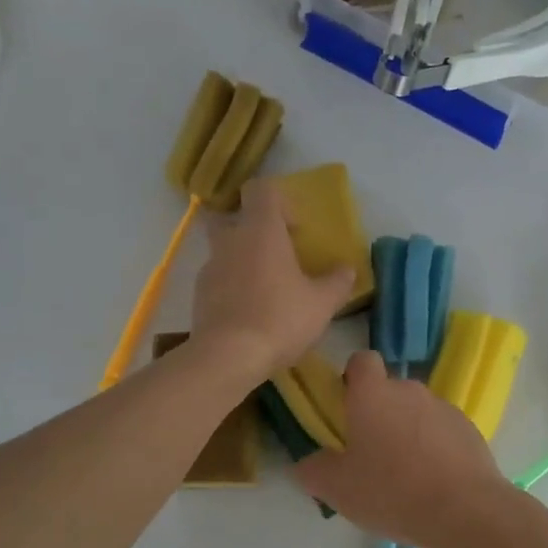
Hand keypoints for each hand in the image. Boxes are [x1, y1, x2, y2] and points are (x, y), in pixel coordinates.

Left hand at [190, 178, 352, 378]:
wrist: (228, 357)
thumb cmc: (280, 319)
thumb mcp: (322, 304)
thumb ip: (337, 282)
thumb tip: (348, 269)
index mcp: (261, 231)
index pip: (261, 190)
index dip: (281, 201)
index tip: (296, 227)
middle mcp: (230, 240)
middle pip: (236, 217)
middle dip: (256, 230)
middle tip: (278, 254)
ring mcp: (210, 267)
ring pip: (226, 250)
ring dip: (245, 260)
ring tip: (268, 289)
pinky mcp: (199, 294)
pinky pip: (219, 278)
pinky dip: (233, 286)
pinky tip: (251, 312)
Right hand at [295, 351, 512, 547]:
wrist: (465, 511)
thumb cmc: (392, 491)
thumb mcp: (336, 489)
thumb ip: (314, 469)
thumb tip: (310, 462)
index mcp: (373, 394)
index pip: (361, 361)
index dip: (352, 378)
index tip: (347, 407)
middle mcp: (410, 390)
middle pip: (389, 391)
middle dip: (379, 415)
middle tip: (370, 455)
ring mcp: (444, 408)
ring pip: (417, 412)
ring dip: (408, 432)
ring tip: (405, 475)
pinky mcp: (470, 429)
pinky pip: (442, 431)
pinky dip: (435, 448)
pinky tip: (433, 482)